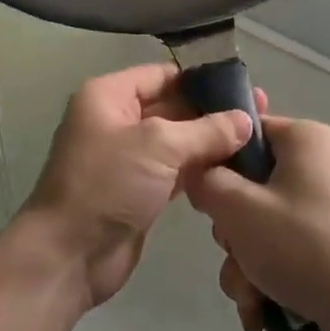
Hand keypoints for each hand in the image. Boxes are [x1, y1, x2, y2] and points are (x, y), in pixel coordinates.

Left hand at [16, 62, 259, 308]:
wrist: (69, 256)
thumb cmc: (107, 184)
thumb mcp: (159, 146)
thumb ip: (206, 130)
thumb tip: (246, 120)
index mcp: (109, 96)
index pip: (162, 74)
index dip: (201, 79)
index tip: (244, 85)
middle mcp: (117, 121)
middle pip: (172, 106)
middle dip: (212, 111)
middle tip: (261, 113)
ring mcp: (128, 158)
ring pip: (177, 141)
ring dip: (211, 142)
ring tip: (257, 139)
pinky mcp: (140, 191)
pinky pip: (176, 170)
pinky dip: (201, 169)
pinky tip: (236, 169)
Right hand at [187, 116, 329, 330]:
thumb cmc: (305, 247)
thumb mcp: (239, 209)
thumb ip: (206, 181)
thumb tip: (198, 173)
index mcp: (306, 139)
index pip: (245, 132)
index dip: (216, 162)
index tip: (204, 196)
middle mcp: (318, 165)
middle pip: (249, 184)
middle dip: (232, 230)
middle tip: (235, 248)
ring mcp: (325, 208)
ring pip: (260, 224)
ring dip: (244, 263)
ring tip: (250, 295)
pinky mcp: (328, 246)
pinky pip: (282, 250)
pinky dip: (266, 278)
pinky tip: (261, 311)